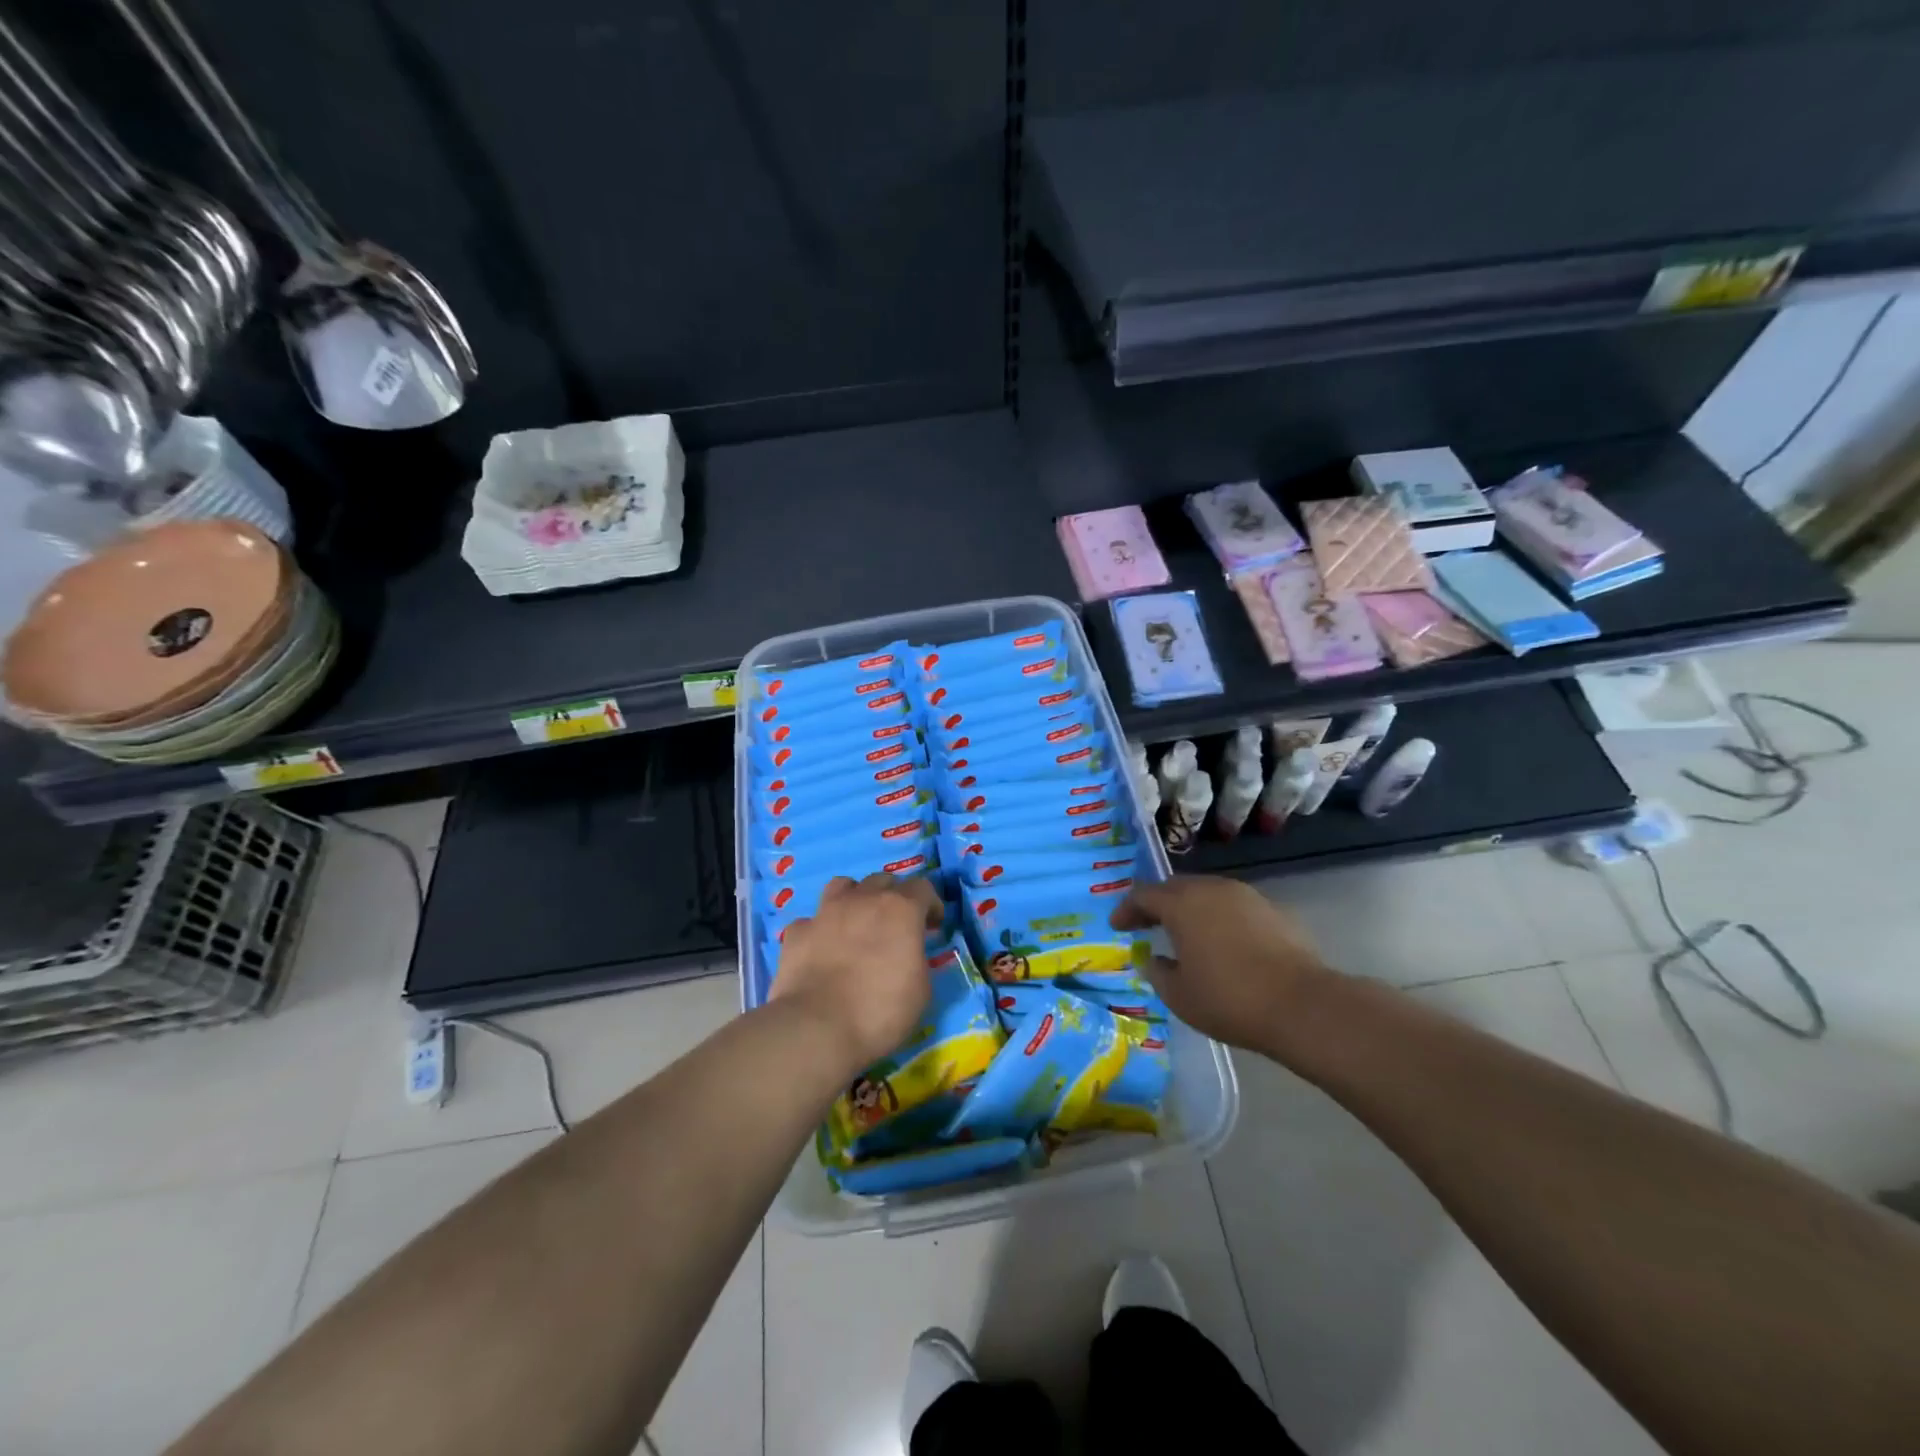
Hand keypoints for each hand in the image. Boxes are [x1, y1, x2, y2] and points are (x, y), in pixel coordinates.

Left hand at [771, 874, 940, 1071]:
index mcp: (900, 910)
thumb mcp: (922, 990)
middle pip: (882, 881)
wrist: (817, 1028)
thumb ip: (917, 959)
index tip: (932, 925)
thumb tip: (909, 955)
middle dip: (893, 897)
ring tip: (857, 923)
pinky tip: (822, 949)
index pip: (923, 887)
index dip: (930, 904)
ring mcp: (826, 912)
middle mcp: (863, 900)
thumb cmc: (880, 1011)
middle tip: (896, 925)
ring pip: (843, 886)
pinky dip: (820, 930)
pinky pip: (812, 921)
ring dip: (855, 899)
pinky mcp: (797, 932)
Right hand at [1111, 876, 1333, 1056]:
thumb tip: (1152, 958)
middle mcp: (1211, 889)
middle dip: (1158, 904)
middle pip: (1175, 887)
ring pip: (1207, 893)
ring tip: (1184, 933)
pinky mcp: (1273, 910)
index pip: (1143, 895)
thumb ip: (1158, 972)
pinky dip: (1219, 918)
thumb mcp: (1179, 995)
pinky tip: (1221, 943)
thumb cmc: (1229, 999)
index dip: (1126, 909)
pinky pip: (1233, 907)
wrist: (1302, 1005)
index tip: (1118, 926)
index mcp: (1182, 904)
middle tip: (1146, 924)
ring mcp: (1246, 896)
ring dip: (1190, 909)